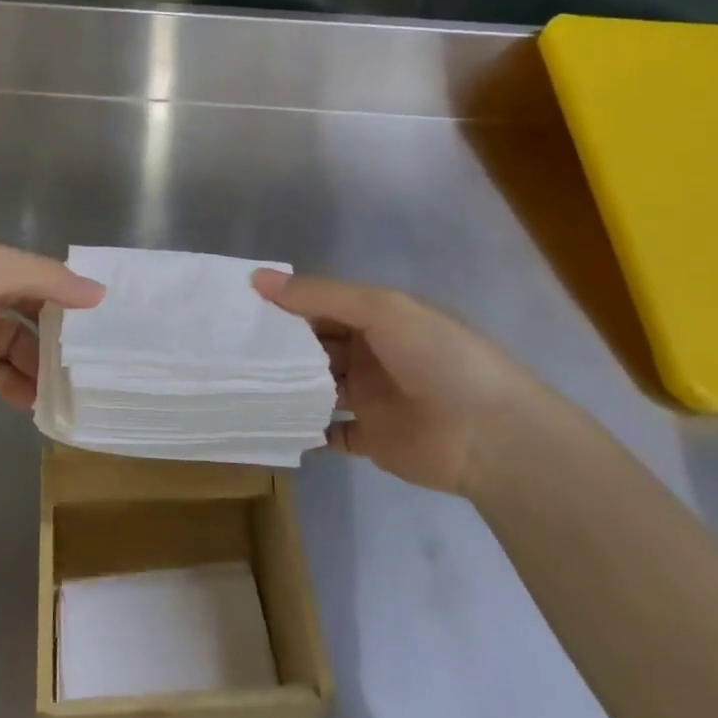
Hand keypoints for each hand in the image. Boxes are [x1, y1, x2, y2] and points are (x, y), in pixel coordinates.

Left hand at [0, 243, 103, 438]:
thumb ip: (45, 278)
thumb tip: (98, 292)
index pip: (32, 277)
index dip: (64, 292)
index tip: (101, 316)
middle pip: (26, 315)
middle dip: (57, 334)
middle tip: (91, 358)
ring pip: (14, 350)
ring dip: (41, 365)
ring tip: (70, 385)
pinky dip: (19, 389)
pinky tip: (40, 402)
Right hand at [253, 270, 548, 495]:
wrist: (491, 435)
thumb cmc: (437, 357)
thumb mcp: (380, 310)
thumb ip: (319, 296)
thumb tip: (257, 277)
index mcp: (376, 318)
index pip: (319, 306)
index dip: (282, 305)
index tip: (236, 307)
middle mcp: (370, 354)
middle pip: (315, 346)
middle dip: (279, 347)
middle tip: (226, 349)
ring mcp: (370, 398)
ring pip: (318, 388)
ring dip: (288, 386)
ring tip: (238, 386)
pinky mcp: (372, 440)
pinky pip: (330, 433)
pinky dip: (305, 430)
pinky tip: (271, 424)